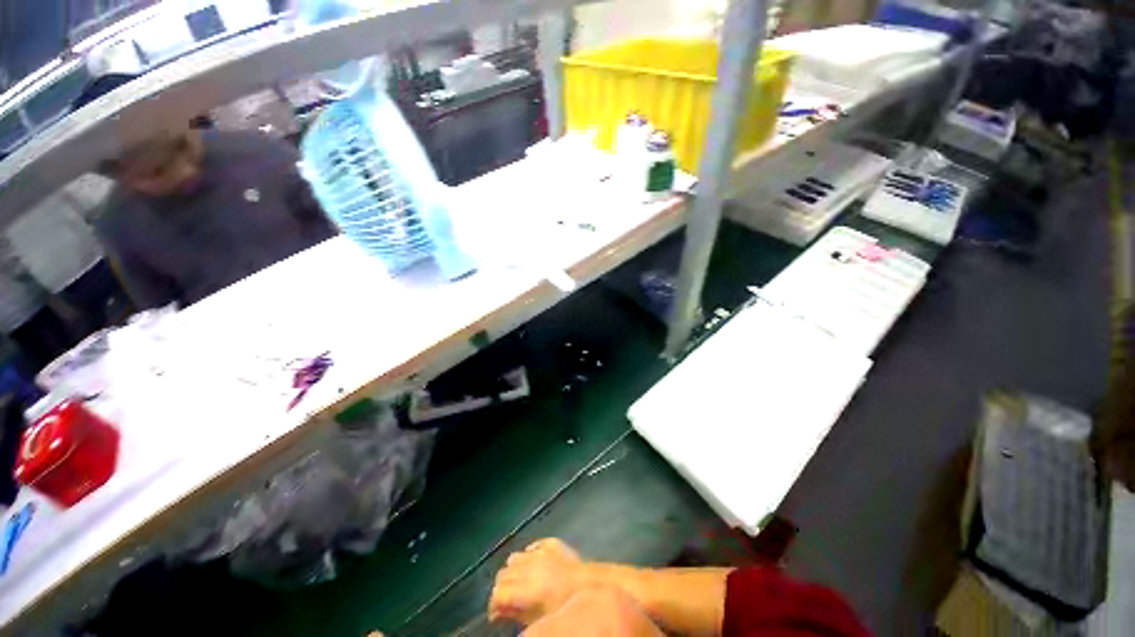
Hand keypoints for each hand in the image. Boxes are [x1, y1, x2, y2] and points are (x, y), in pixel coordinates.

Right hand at [489, 538, 587, 624]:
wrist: (591, 584)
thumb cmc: (567, 606)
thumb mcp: (540, 617)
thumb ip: (516, 614)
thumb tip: (499, 612)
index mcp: (527, 588)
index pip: (498, 592)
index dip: (493, 604)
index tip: (497, 614)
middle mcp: (530, 566)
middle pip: (503, 574)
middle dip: (502, 588)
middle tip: (508, 600)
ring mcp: (540, 552)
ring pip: (514, 557)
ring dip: (513, 570)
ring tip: (520, 582)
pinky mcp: (551, 543)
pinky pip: (532, 546)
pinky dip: (529, 555)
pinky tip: (534, 564)